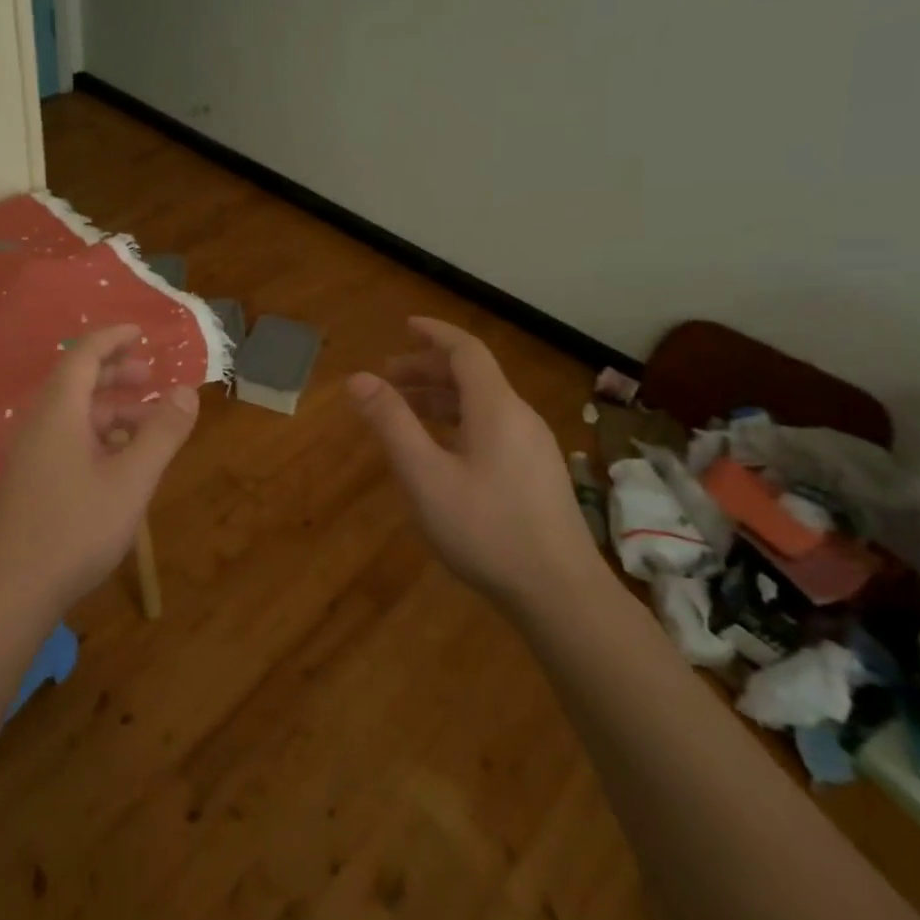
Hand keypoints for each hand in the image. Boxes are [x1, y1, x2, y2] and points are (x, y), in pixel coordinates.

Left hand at [0, 324, 199, 610]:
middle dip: (116, 373)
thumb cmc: (75, 528)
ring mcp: (31, 453)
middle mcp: (40, 423)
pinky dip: (97, 435)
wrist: (11, 592)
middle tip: (151, 377)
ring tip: (148, 424)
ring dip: (111, 409)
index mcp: (60, 411)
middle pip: (77, 381)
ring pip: (74, 414)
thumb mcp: (132, 479)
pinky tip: (120, 460)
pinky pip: (66, 438)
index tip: (141, 331)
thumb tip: (187, 391)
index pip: (85, 355)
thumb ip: (162, 433)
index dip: (113, 338)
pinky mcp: (30, 479)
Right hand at [348, 317, 598, 606]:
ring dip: (442, 397)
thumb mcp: (425, 475)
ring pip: (484, 404)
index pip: (466, 351)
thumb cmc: (486, 529)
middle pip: (473, 376)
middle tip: (388, 378)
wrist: (562, 594)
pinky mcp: (538, 473)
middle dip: (428, 369)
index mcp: (496, 408)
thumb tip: (358, 378)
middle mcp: (520, 417)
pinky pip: (494, 427)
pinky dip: (460, 421)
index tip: (405, 325)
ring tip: (406, 410)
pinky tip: (441, 449)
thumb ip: (391, 423)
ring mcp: (535, 447)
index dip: (434, 333)